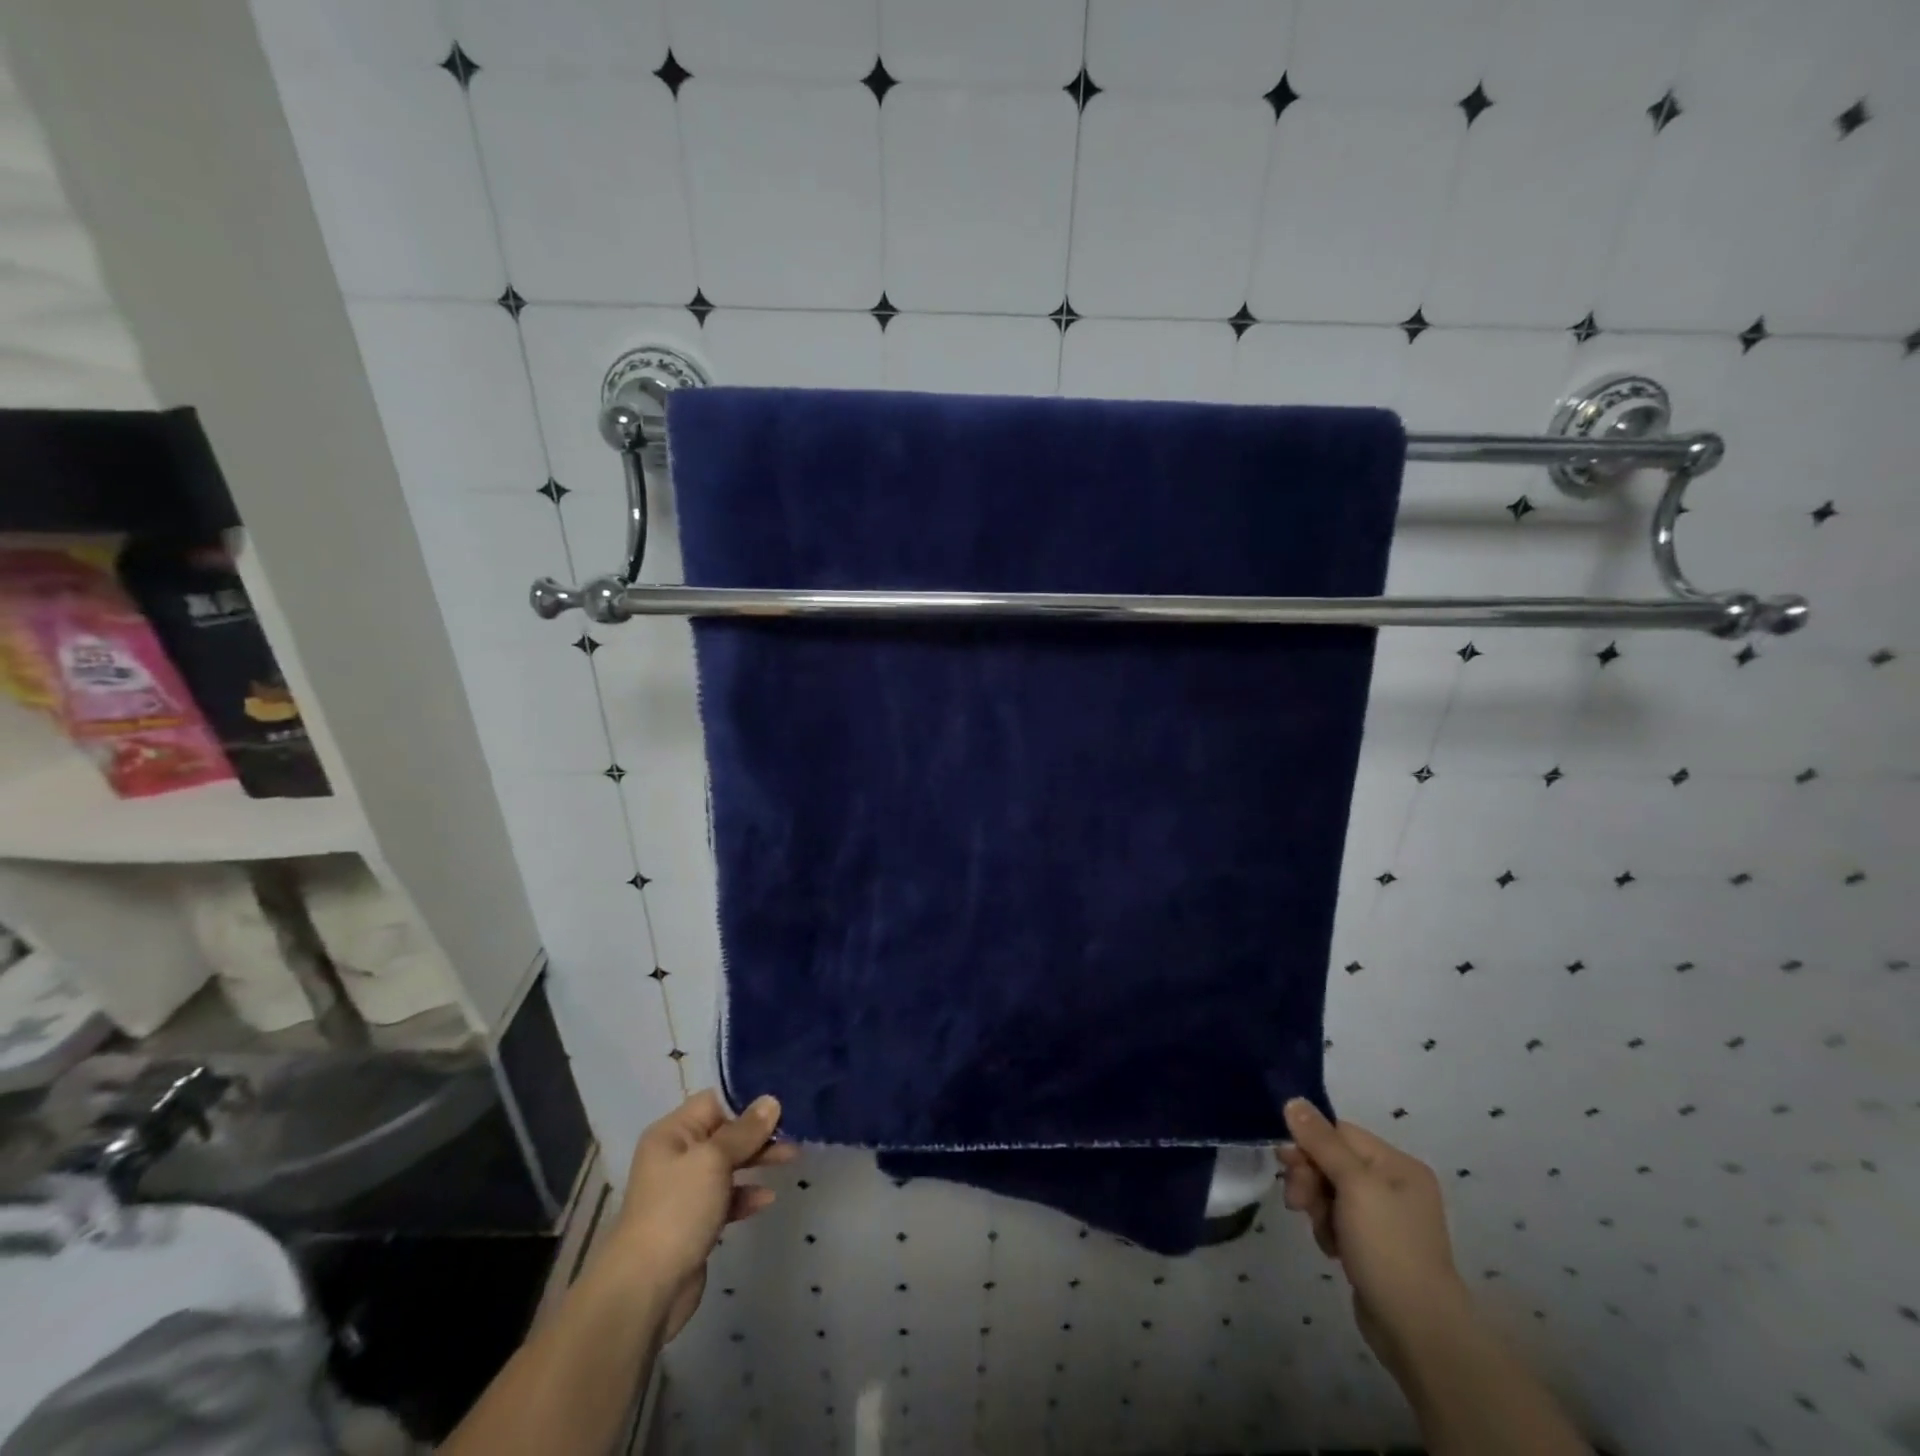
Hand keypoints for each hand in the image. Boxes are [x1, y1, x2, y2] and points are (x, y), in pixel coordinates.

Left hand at [608, 1090, 796, 1341]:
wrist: (645, 1290)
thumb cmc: (678, 1210)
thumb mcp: (714, 1160)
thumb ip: (745, 1130)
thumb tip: (771, 1100)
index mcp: (672, 1134)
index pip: (713, 1102)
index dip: (745, 1102)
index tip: (780, 1106)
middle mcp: (676, 1157)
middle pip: (724, 1133)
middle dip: (758, 1133)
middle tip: (793, 1133)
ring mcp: (684, 1191)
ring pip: (728, 1165)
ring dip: (757, 1160)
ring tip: (791, 1158)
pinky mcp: (694, 1222)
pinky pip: (726, 1197)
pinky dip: (746, 1195)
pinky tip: (767, 1199)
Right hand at [1277, 1098, 1469, 1365]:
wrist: (1417, 1330)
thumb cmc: (1388, 1247)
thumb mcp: (1354, 1186)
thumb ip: (1321, 1141)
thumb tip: (1293, 1099)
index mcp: (1397, 1165)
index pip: (1339, 1133)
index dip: (1309, 1143)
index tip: (1286, 1161)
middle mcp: (1393, 1185)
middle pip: (1331, 1161)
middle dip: (1310, 1179)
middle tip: (1297, 1202)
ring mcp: (1384, 1218)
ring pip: (1329, 1192)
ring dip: (1316, 1207)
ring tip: (1322, 1234)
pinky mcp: (1372, 1245)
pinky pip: (1336, 1220)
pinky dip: (1328, 1230)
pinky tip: (1333, 1250)